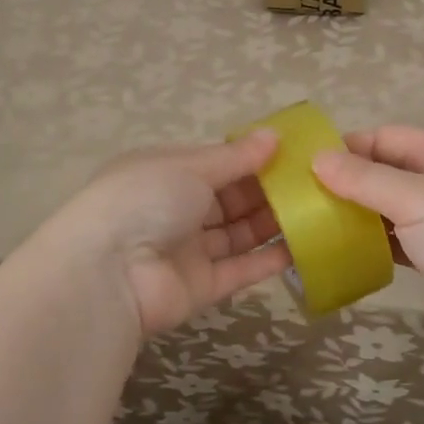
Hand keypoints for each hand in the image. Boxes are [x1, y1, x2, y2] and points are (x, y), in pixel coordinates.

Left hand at [45, 130, 291, 339]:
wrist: (108, 272)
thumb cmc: (146, 199)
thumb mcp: (190, 167)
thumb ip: (235, 157)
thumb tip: (274, 136)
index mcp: (166, 173)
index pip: (216, 163)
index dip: (251, 159)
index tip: (292, 154)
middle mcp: (177, 210)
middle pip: (230, 199)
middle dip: (267, 191)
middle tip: (312, 183)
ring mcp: (189, 250)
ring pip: (238, 234)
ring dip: (272, 224)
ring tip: (315, 211)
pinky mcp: (201, 288)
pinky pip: (240, 270)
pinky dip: (268, 260)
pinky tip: (302, 247)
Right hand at [312, 125, 423, 364]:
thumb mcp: (415, 199)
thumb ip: (365, 179)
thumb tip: (317, 159)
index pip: (385, 137)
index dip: (347, 146)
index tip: (305, 165)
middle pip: (385, 172)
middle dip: (347, 182)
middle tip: (301, 199)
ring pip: (388, 209)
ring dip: (356, 215)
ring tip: (312, 225)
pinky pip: (396, 242)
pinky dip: (372, 244)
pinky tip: (342, 253)